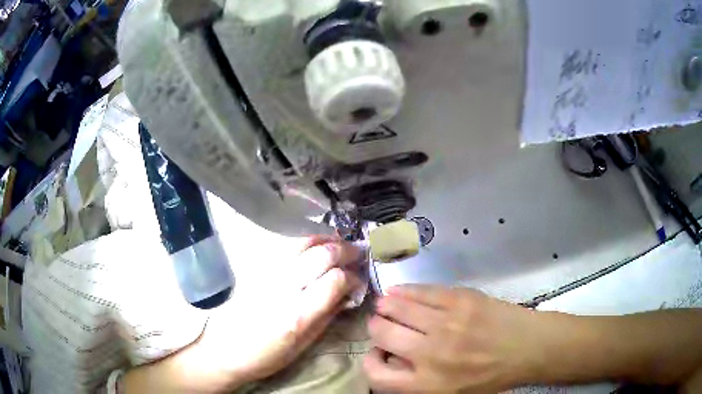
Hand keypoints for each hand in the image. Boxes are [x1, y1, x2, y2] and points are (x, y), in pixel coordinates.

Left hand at [197, 235, 364, 386]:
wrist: (225, 349)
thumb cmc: (267, 356)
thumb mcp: (304, 345)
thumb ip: (327, 316)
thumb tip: (347, 294)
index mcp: (298, 315)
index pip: (335, 280)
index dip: (353, 278)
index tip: (358, 282)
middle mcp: (284, 288)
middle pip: (322, 254)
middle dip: (345, 250)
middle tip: (357, 253)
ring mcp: (267, 273)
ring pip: (303, 243)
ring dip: (326, 240)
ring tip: (338, 244)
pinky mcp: (256, 268)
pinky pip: (286, 246)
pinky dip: (306, 242)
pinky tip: (314, 246)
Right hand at [364, 285, 539, 392]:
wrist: (528, 348)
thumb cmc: (490, 377)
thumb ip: (416, 383)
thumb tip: (391, 358)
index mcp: (427, 384)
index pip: (375, 374)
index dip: (370, 361)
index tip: (378, 353)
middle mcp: (430, 354)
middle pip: (381, 333)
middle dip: (377, 328)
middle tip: (382, 325)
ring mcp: (446, 323)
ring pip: (397, 307)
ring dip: (386, 306)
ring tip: (386, 305)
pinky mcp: (460, 299)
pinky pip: (421, 291)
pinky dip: (404, 291)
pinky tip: (399, 291)